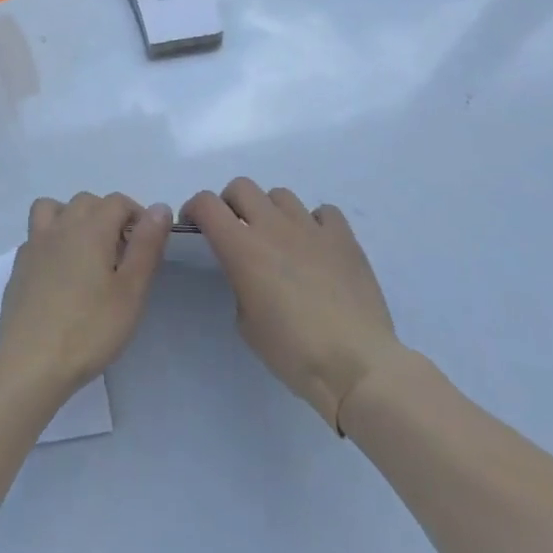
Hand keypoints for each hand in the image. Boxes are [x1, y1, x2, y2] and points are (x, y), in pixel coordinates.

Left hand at [0, 192, 171, 396]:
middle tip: (122, 252)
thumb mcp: (131, 291)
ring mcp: (34, 244)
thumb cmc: (89, 329)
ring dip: (73, 217)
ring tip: (87, 250)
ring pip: (53, 209)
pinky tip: (61, 272)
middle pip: (86, 202)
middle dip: (108, 215)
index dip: (137, 215)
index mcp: (90, 228)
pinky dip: (52, 240)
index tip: (147, 245)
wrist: (30, 362)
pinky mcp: (19, 266)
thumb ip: (146, 246)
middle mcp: (60, 226)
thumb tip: (159, 207)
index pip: (117, 201)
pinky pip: (37, 235)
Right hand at [184, 178, 403, 431]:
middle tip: (235, 231)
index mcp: (242, 247)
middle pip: (242, 187)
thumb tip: (248, 273)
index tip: (195, 227)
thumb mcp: (246, 323)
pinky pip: (323, 212)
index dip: (194, 209)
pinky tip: (316, 247)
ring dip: (271, 211)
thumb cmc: (292, 352)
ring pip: (281, 195)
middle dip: (230, 203)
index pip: (207, 203)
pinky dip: (314, 223)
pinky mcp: (344, 238)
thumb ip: (240, 284)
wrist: (357, 365)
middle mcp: (274, 226)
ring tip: (279, 240)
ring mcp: (311, 228)